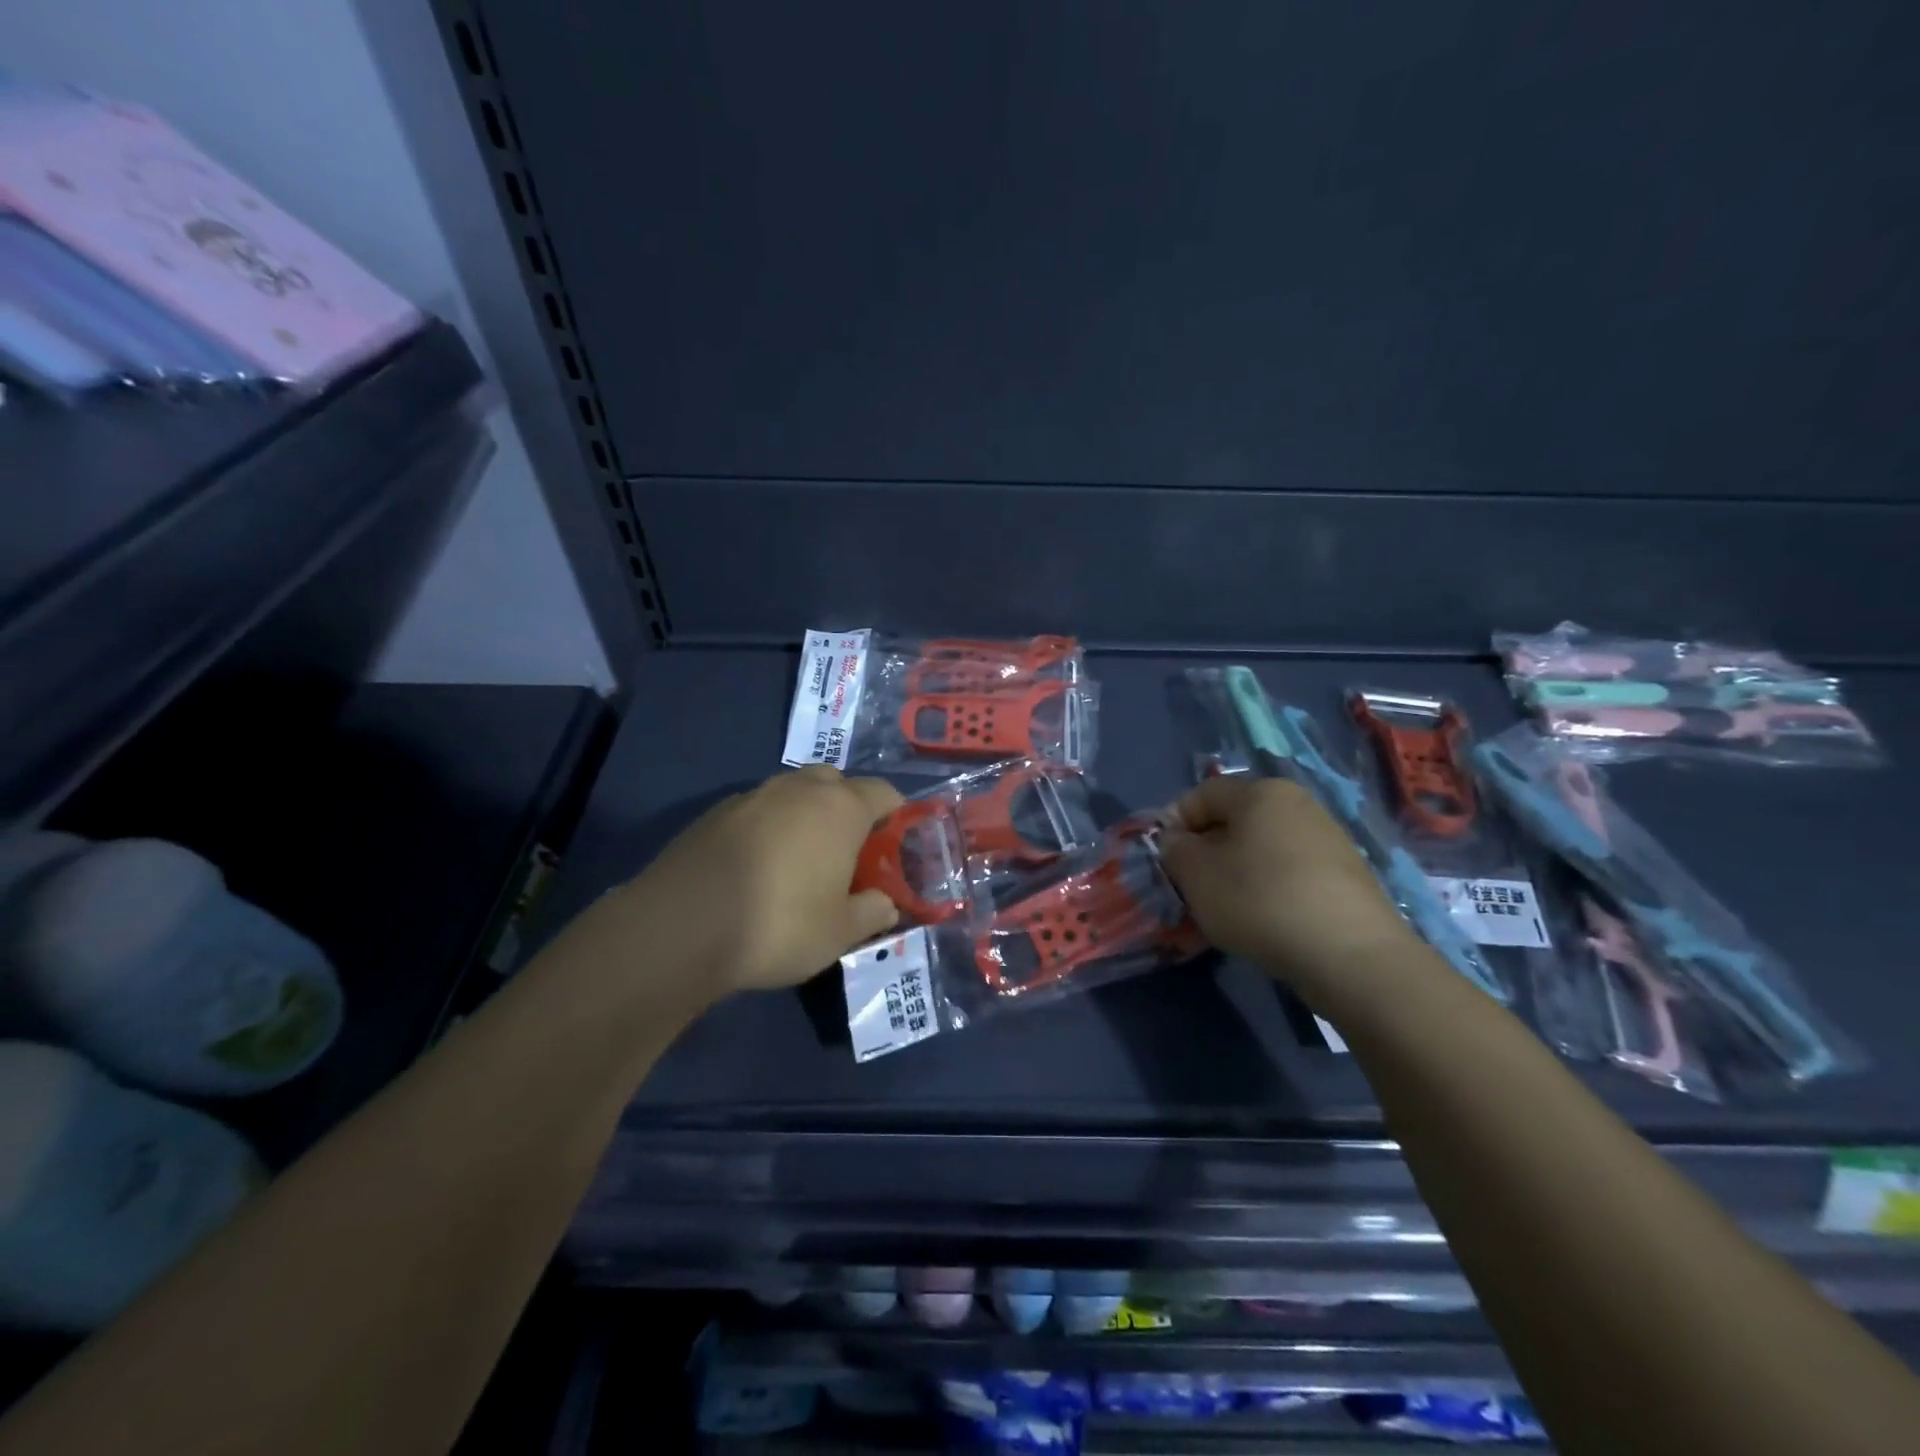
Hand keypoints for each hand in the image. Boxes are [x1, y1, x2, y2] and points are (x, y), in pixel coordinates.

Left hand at [609, 767, 904, 999]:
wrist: (681, 927)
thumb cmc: (779, 924)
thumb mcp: (840, 933)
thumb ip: (873, 913)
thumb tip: (886, 904)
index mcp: (840, 807)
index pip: (885, 793)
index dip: (896, 818)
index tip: (893, 849)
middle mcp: (799, 788)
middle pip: (837, 784)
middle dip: (848, 810)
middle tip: (847, 854)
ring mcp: (753, 795)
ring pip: (794, 793)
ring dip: (805, 816)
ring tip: (800, 862)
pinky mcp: (715, 812)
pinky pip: (758, 811)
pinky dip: (768, 828)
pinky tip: (757, 868)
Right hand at [1158, 775, 1425, 1004]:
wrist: (1350, 954)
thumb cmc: (1259, 900)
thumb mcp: (1196, 874)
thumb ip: (1175, 849)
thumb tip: (1178, 841)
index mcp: (1261, 791)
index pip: (1203, 794)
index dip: (1175, 822)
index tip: (1165, 859)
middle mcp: (1298, 803)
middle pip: (1236, 819)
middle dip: (1208, 849)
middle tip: (1192, 886)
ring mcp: (1328, 838)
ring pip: (1263, 847)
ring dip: (1238, 871)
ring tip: (1227, 908)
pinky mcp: (1347, 875)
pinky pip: (1291, 871)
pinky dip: (1270, 888)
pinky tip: (1266, 920)